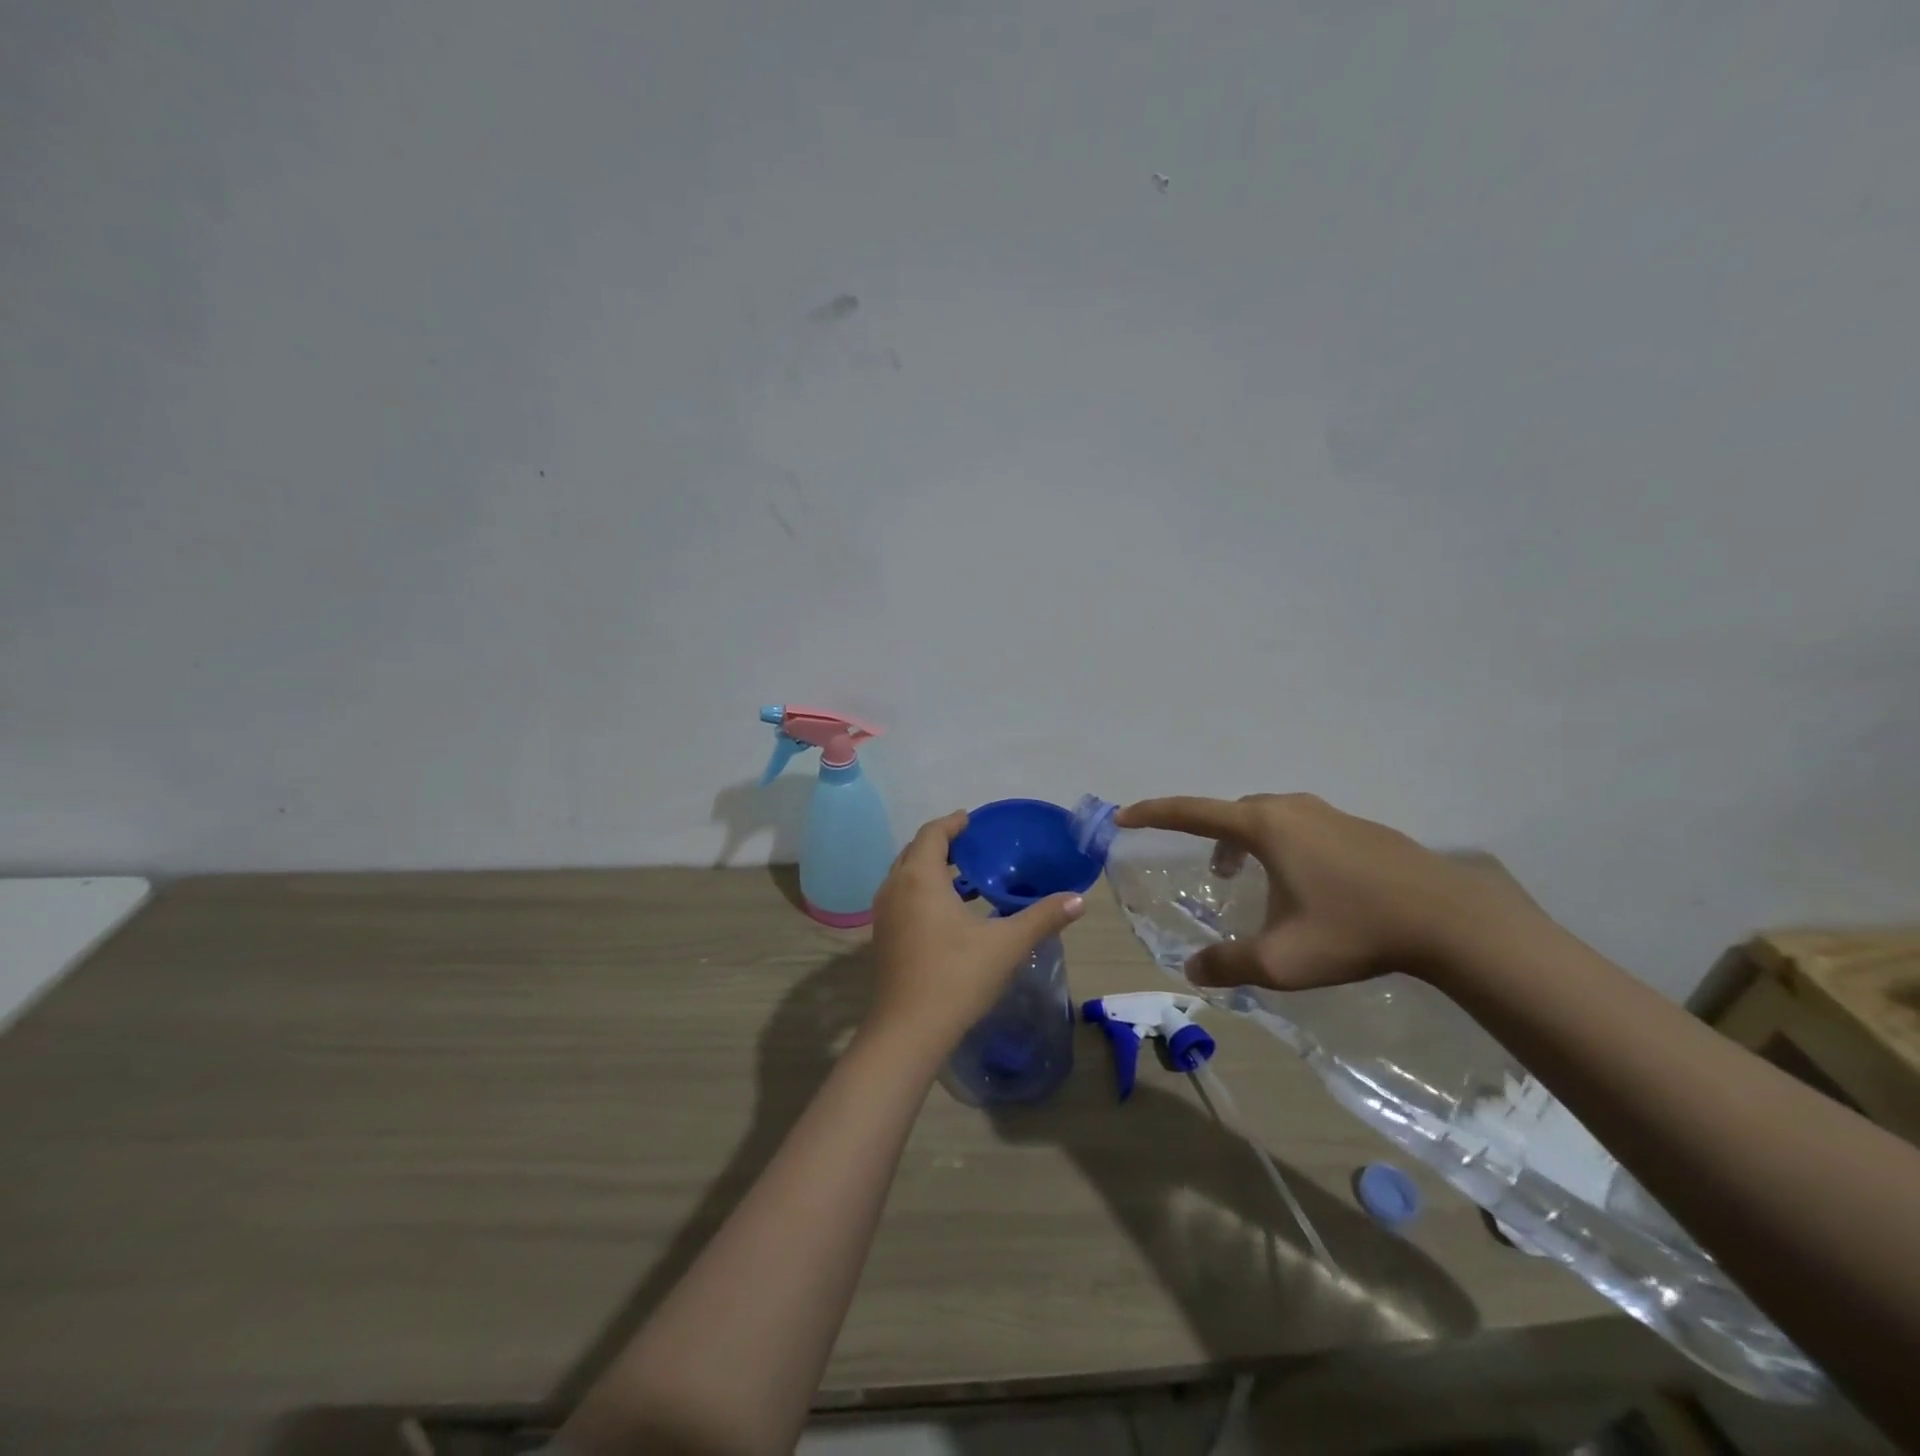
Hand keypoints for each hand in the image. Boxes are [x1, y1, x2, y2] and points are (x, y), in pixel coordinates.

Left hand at [868, 811, 1086, 1050]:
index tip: (972, 820)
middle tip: (971, 845)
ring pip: (904, 875)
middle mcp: (895, 888)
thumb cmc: (957, 977)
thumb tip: (1078, 899)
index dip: (952, 823)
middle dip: (940, 843)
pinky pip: (901, 897)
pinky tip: (948, 912)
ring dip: (929, 868)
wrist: (909, 1031)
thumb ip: (1043, 917)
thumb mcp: (1006, 944)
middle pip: (914, 851)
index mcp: (920, 878)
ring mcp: (884, 914)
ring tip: (964, 875)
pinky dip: (921, 890)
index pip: (932, 834)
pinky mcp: (882, 937)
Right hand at [1115, 794, 1548, 991]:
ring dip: (1249, 842)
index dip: (1153, 813)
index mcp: (1264, 827)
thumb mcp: (1280, 959)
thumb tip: (1191, 970)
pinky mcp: (1362, 829)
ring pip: (1271, 819)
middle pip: (1234, 812)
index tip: (1124, 815)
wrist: (1448, 918)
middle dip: (1210, 835)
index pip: (1192, 812)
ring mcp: (1331, 815)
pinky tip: (1307, 886)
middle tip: (1211, 872)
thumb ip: (1228, 964)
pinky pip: (1304, 828)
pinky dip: (1285, 847)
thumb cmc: (1352, 930)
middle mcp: (1292, 810)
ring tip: (1253, 879)